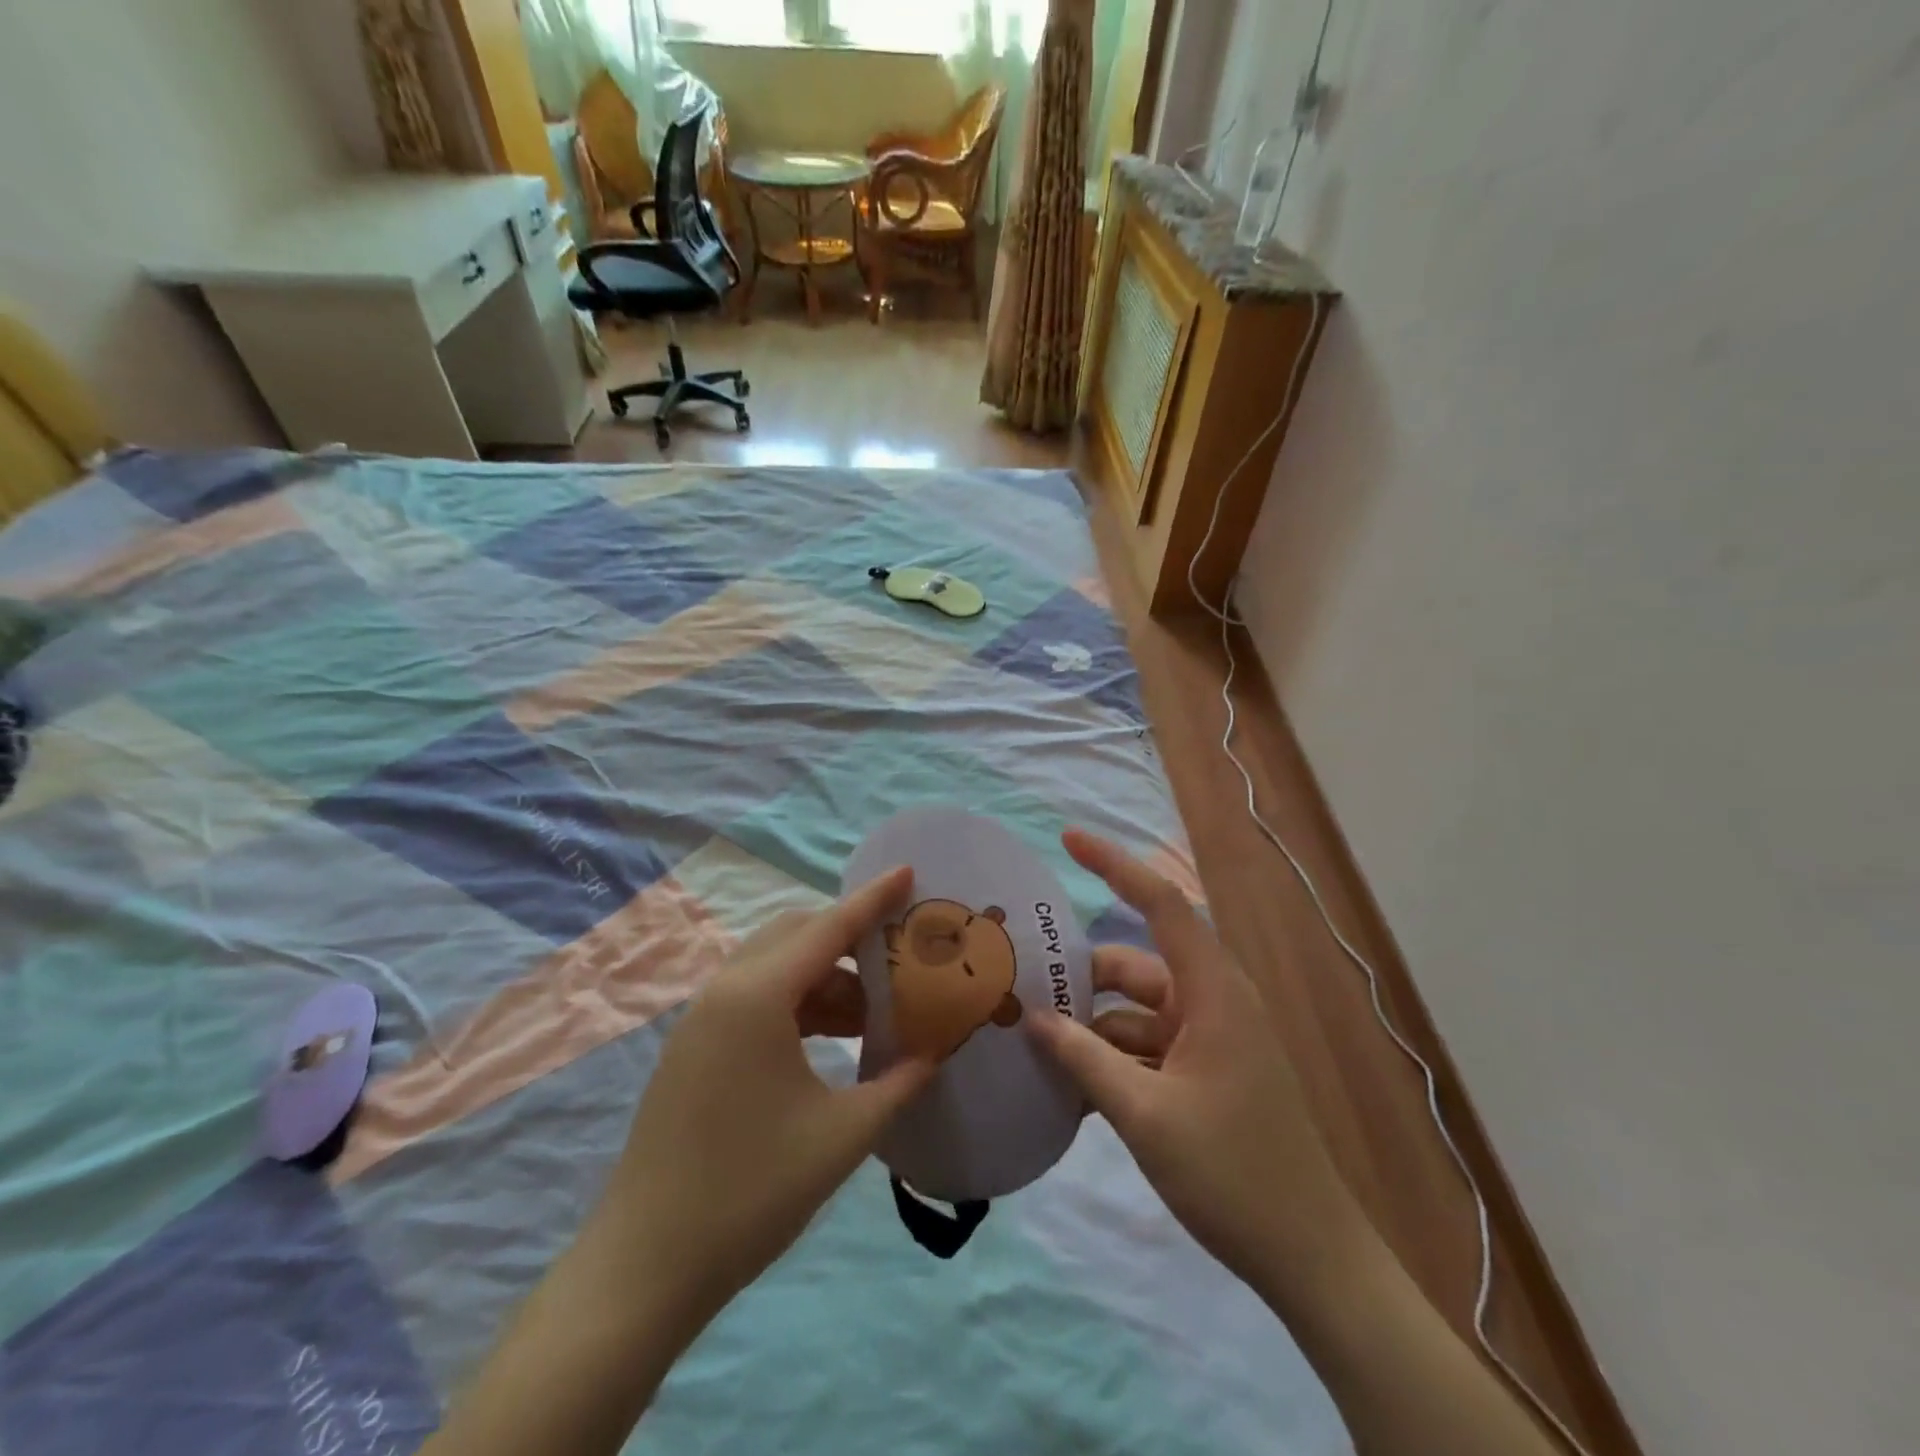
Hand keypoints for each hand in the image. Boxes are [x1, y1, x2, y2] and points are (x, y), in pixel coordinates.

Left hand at [596, 869, 933, 1319]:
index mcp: (757, 997)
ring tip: (874, 1013)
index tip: (907, 870)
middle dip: (850, 938)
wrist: (645, 1266)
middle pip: (797, 934)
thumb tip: (932, 1056)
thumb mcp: (841, 1136)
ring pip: (776, 967)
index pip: (828, 927)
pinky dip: (799, 1003)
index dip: (873, 898)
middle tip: (899, 957)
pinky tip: (832, 1038)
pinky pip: (756, 999)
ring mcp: (702, 1019)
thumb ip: (897, 1085)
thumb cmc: (750, 1191)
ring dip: (826, 977)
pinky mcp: (694, 1046)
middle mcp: (725, 991)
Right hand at [1027, 830, 1361, 1299]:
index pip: (1160, 904)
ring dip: (1092, 1027)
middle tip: (1021, 986)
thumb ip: (1084, 1060)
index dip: (1115, 864)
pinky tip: (1069, 1084)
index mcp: (1212, 991)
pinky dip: (1112, 1058)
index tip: (1068, 838)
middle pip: (1134, 967)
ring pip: (1135, 1012)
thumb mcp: (1145, 1115)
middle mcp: (1212, 1002)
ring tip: (1034, 1043)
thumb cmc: (1233, 1174)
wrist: (1312, 1259)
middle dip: (1081, 977)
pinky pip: (1147, 1047)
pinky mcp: (1206, 1072)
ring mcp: (1211, 1039)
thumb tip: (1035, 1018)